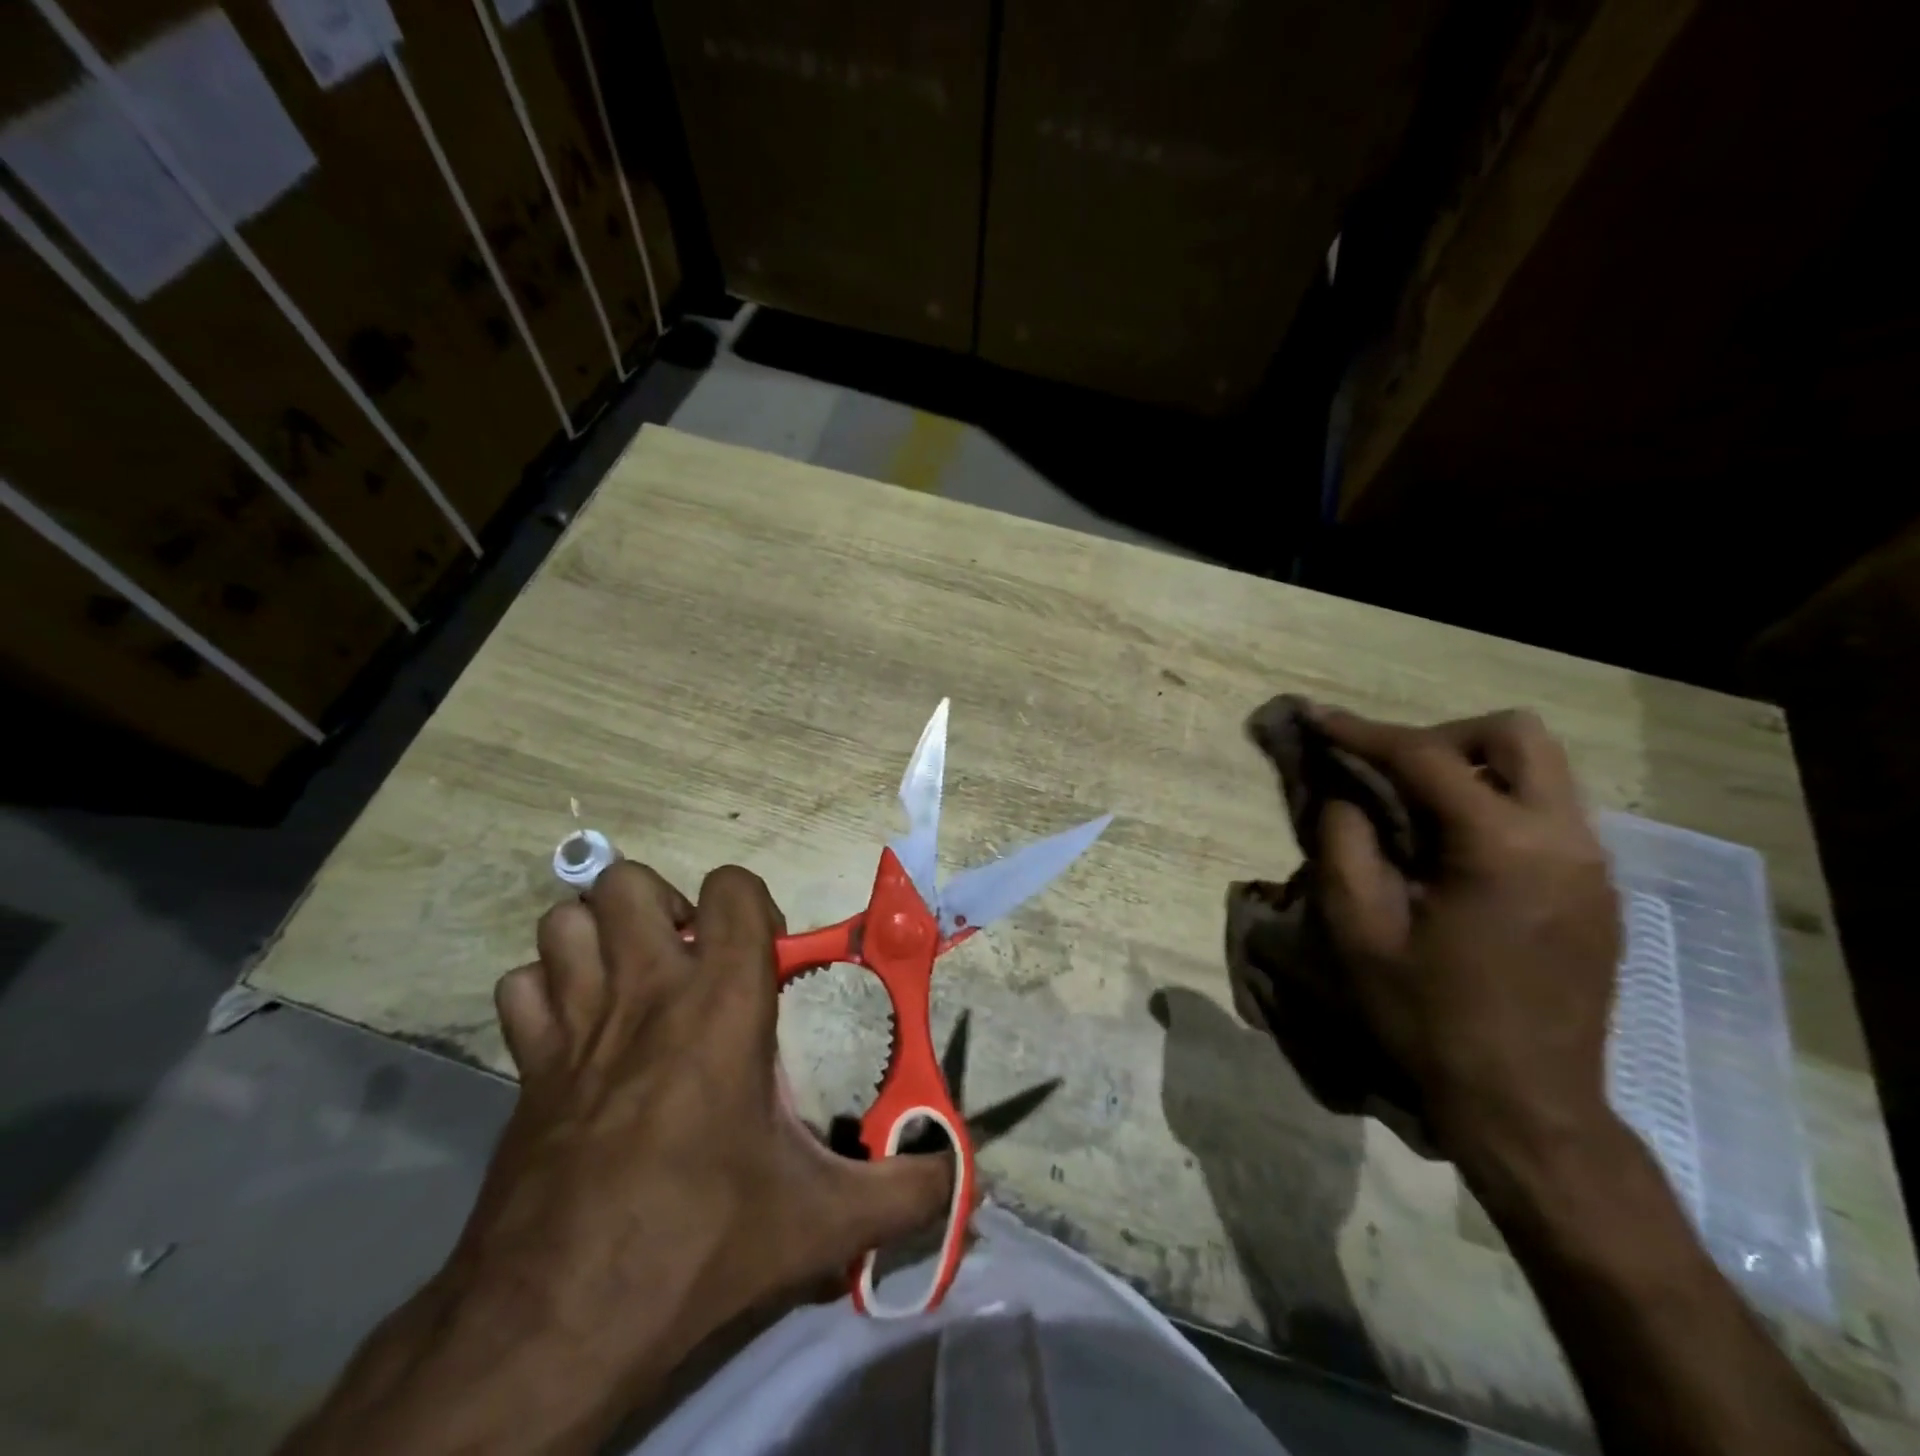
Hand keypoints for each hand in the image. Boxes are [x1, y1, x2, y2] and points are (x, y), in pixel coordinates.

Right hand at [1311, 708, 1621, 1179]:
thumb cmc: (1430, 1018)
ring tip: (1417, 808)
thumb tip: (1343, 793)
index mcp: (1501, 847)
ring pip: (1541, 769)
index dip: (1362, 731)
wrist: (1526, 1105)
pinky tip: (1456, 850)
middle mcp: (1564, 839)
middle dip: (1441, 736)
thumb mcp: (1359, 930)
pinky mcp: (1598, 890)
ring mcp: (1593, 864)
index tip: (1316, 717)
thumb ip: (1344, 843)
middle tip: (1389, 771)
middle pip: (1515, 735)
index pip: (1425, 757)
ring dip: (1472, 768)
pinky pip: (1549, 812)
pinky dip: (1496, 804)